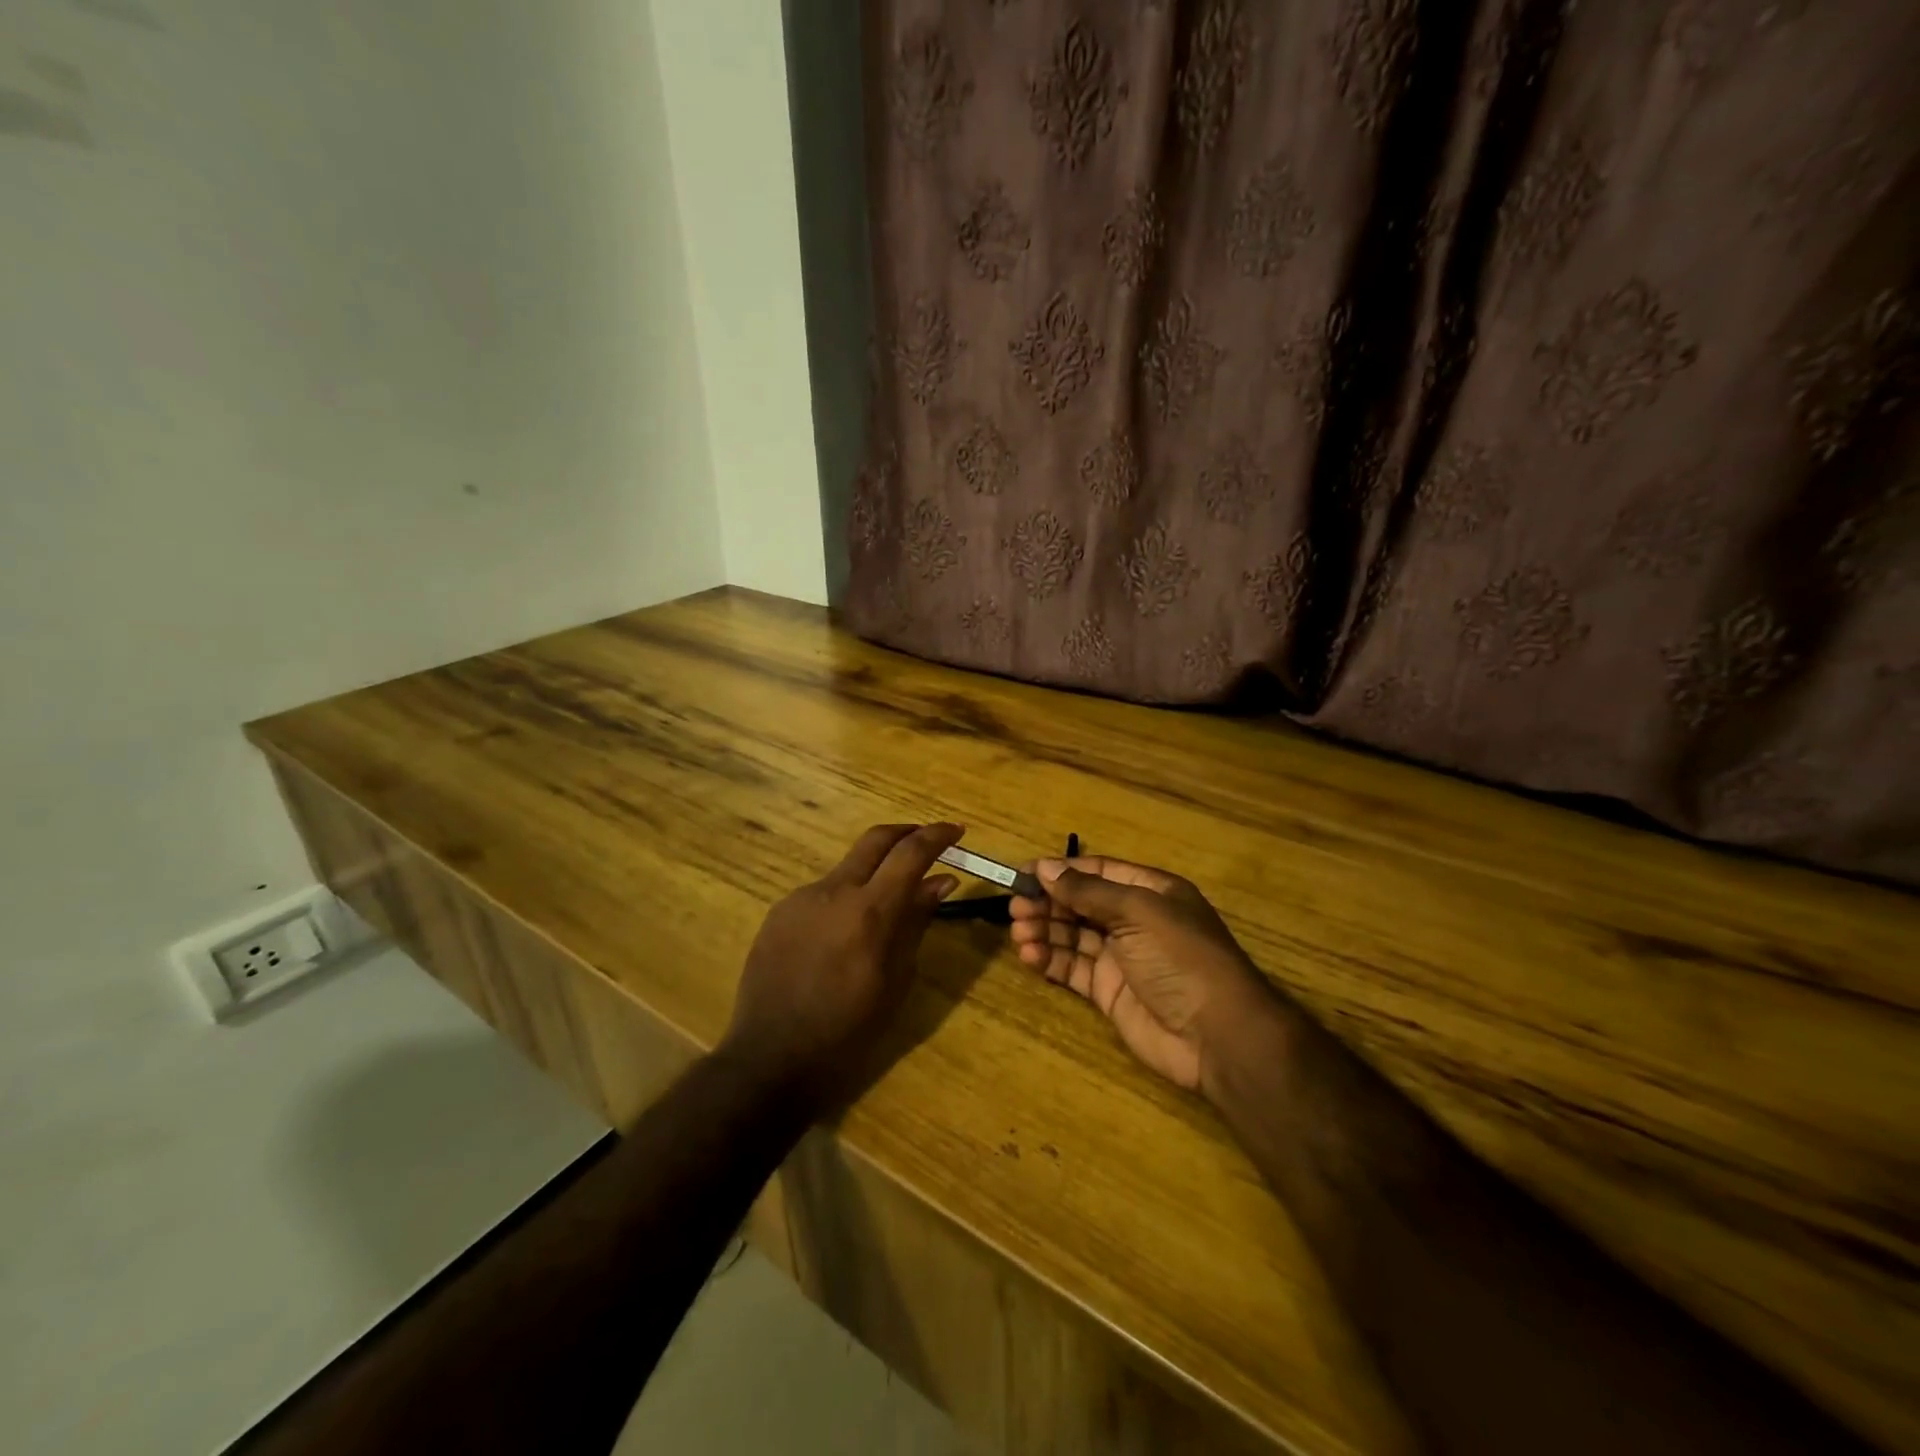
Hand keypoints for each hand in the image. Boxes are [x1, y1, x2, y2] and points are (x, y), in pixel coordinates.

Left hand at [720, 822, 963, 1109]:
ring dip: (873, 872)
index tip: (957, 831)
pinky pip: (821, 893)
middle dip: (906, 833)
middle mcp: (834, 891)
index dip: (937, 835)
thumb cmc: (847, 1032)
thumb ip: (916, 923)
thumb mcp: (895, 981)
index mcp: (869, 911)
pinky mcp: (779, 912)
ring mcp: (801, 898)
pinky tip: (844, 933)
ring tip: (886, 905)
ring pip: (847, 868)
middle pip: (875, 840)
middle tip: (927, 843)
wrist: (771, 1058)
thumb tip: (941, 881)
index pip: (911, 853)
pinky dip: (844, 898)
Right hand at [1010, 856, 1274, 1091]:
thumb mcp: (1138, 912)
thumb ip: (1088, 891)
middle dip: (1048, 903)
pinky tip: (1030, 955)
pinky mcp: (1109, 992)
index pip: (1097, 872)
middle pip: (1081, 903)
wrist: (1218, 1035)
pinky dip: (1050, 959)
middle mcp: (1134, 920)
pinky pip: (1073, 968)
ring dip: (1044, 930)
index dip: (1061, 872)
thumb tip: (1045, 868)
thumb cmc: (1182, 957)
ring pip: (1073, 935)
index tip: (1023, 874)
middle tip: (1015, 908)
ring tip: (1018, 932)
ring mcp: (1121, 958)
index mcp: (1150, 892)